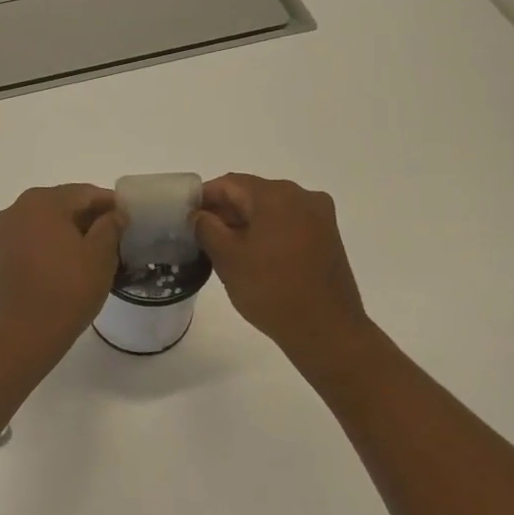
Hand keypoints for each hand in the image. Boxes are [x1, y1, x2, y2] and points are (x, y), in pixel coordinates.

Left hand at [0, 184, 123, 360]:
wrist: (23, 334)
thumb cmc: (67, 290)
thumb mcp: (101, 256)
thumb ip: (111, 226)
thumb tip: (114, 214)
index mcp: (43, 201)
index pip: (85, 193)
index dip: (110, 204)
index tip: (129, 218)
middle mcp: (18, 207)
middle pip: (63, 204)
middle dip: (89, 217)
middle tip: (116, 236)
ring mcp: (5, 231)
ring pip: (46, 221)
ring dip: (70, 230)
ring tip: (96, 251)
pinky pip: (33, 238)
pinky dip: (52, 243)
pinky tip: (70, 261)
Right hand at [193, 174, 371, 358]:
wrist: (326, 330)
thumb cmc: (271, 290)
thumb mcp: (227, 258)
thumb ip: (206, 227)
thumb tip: (198, 214)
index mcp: (276, 195)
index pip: (229, 184)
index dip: (203, 197)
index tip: (185, 217)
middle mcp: (302, 196)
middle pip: (252, 193)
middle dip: (225, 210)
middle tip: (200, 235)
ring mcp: (319, 217)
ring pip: (271, 209)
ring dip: (246, 222)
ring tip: (223, 248)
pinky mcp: (328, 237)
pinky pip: (289, 224)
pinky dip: (267, 232)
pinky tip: (253, 255)